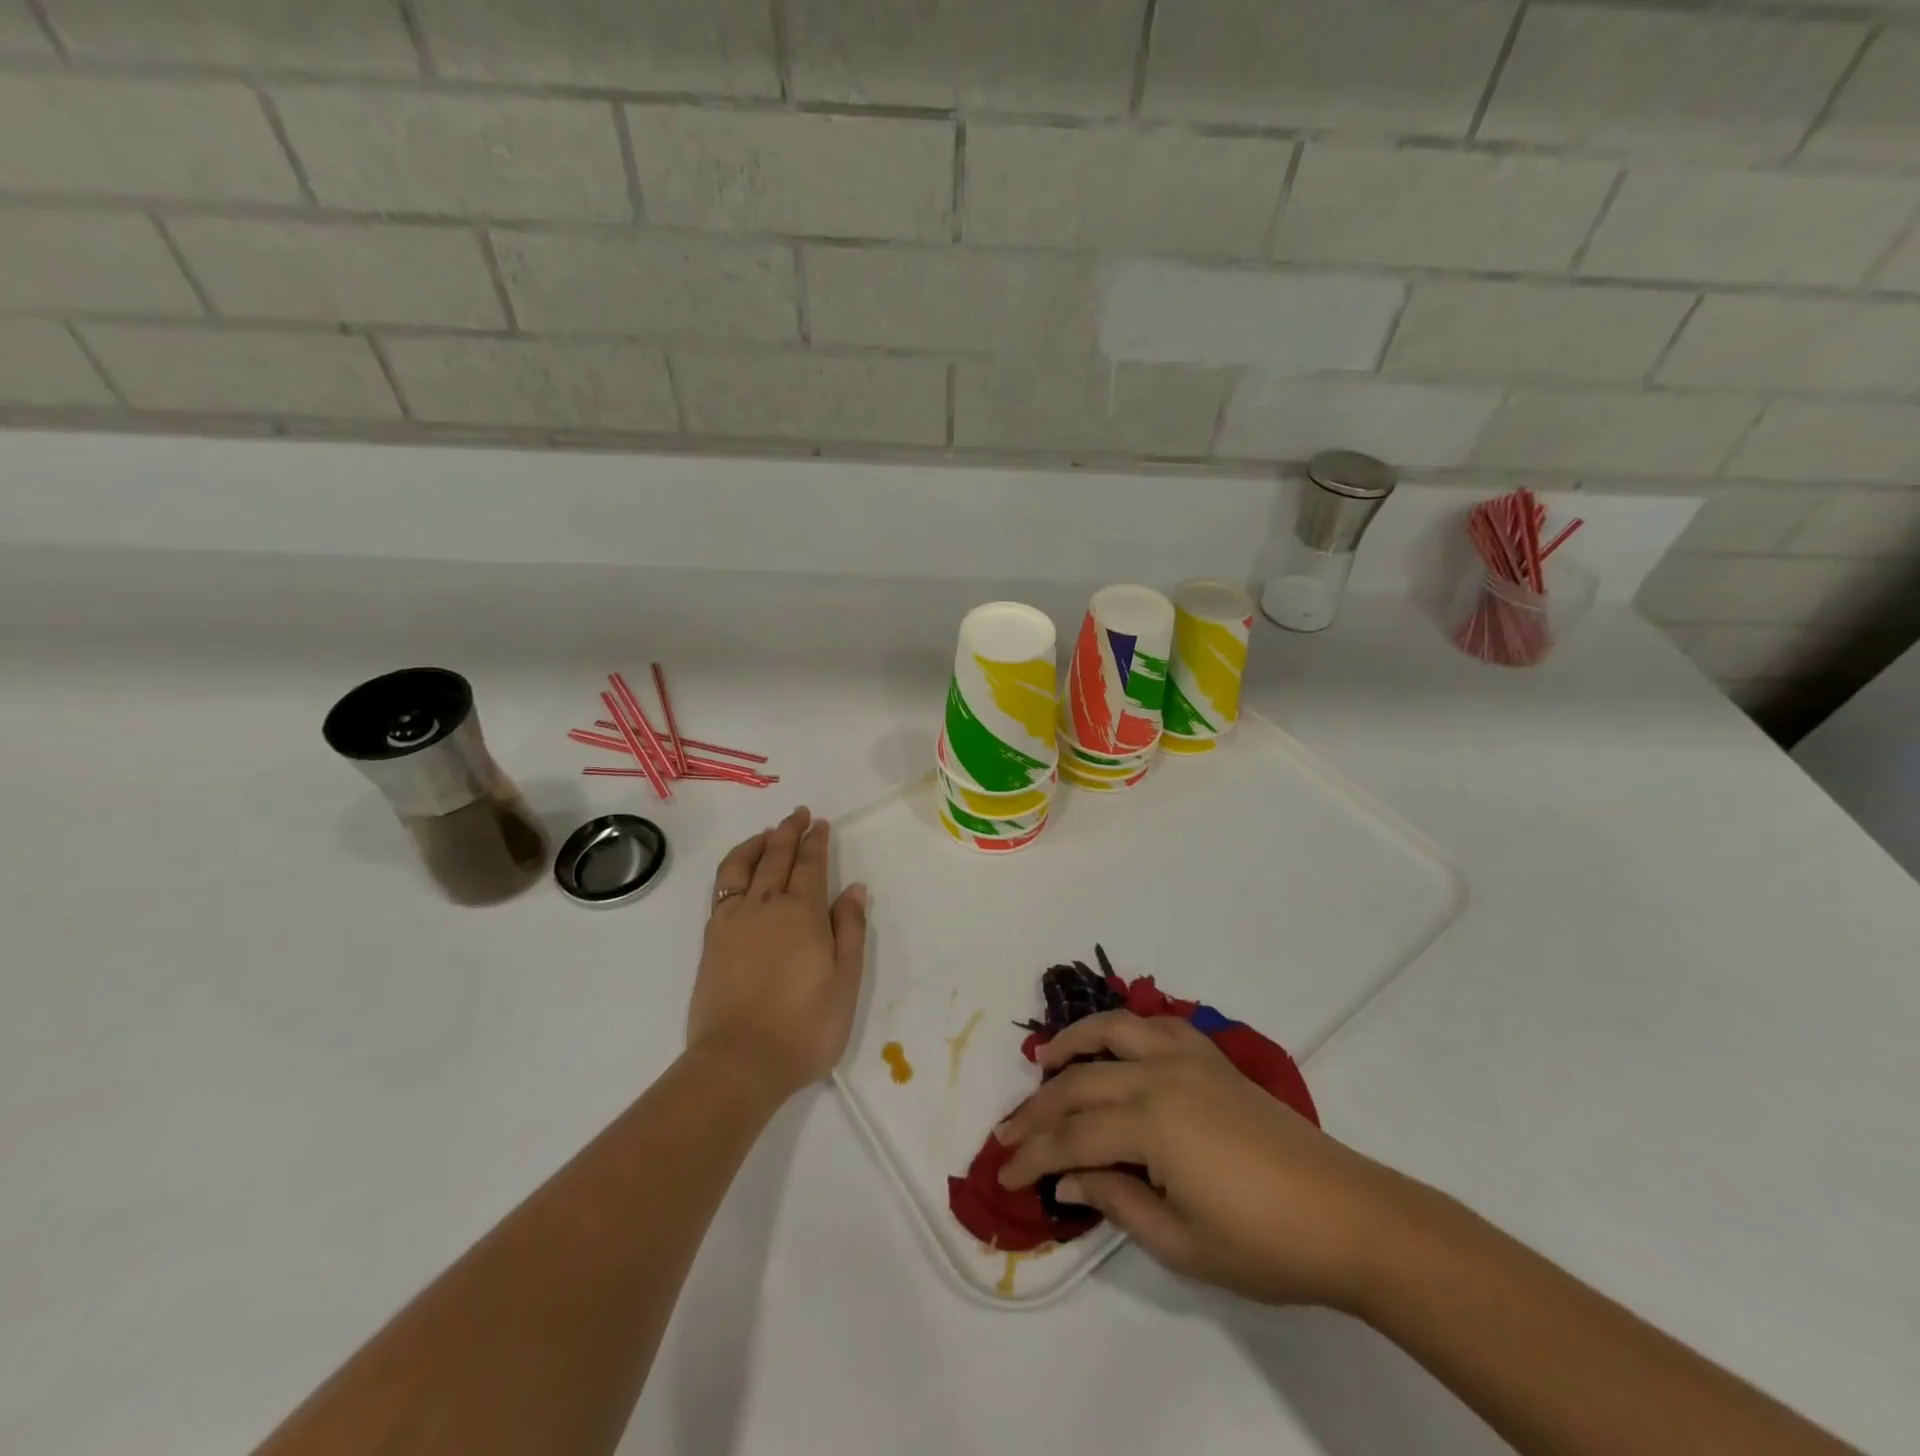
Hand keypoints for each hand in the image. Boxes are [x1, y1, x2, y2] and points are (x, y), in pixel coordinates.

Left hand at [688, 807, 869, 1099]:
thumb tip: (854, 888)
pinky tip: (740, 869)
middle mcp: (765, 905)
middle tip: (798, 814)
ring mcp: (734, 920)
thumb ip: (849, 929)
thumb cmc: (805, 1026)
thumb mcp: (845, 981)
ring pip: (743, 865)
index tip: (820, 824)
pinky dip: (734, 866)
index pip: (810, 865)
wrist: (739, 1062)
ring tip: (768, 833)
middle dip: (789, 832)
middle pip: (776, 856)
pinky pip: (722, 886)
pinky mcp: (712, 938)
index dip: (816, 842)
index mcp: (802, 913)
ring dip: (757, 843)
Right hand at [994, 1011, 1411, 1309]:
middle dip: (1037, 1110)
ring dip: (1072, 1043)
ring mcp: (1187, 1058)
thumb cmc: (1264, 1243)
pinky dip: (1124, 1029)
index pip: (1072, 1136)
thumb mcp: (1181, 1242)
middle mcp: (1159, 1075)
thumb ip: (1116, 1201)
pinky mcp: (1212, 1057)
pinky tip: (1114, 1044)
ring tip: (1044, 1060)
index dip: (1033, 1157)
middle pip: (1080, 1083)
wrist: (1347, 1216)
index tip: (1002, 1175)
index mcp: (1150, 1123)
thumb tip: (1067, 1178)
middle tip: (1007, 1133)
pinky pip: (1156, 1027)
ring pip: (1113, 1031)